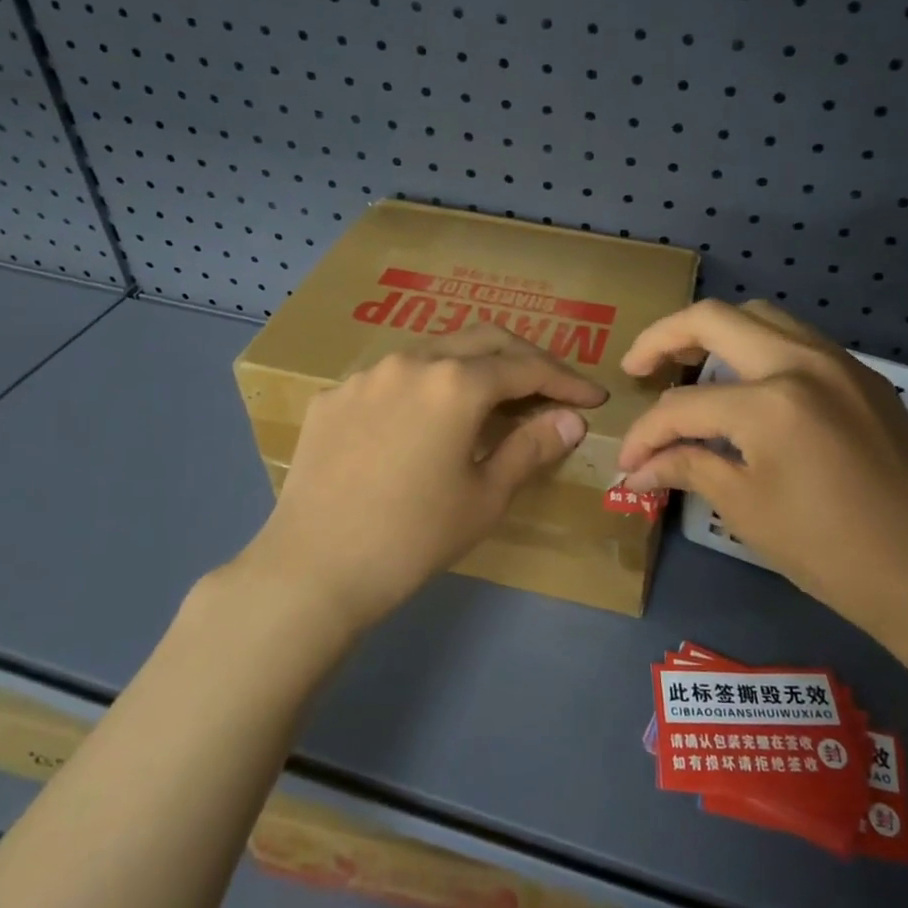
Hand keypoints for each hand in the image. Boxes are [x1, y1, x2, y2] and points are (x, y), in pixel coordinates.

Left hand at [245, 324, 606, 634]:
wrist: (314, 568)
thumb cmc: (414, 537)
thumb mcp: (485, 497)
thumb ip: (531, 447)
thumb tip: (571, 419)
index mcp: (456, 383)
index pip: (526, 368)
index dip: (566, 380)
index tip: (593, 398)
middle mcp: (412, 360)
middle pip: (484, 339)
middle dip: (524, 357)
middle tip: (550, 386)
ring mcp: (367, 374)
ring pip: (435, 350)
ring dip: (472, 365)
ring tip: (490, 398)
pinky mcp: (334, 395)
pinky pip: (392, 376)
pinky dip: (424, 386)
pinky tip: (423, 420)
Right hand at [616, 300, 907, 642]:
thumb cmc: (832, 552)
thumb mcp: (746, 510)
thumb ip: (687, 469)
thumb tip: (637, 468)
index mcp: (772, 401)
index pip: (683, 404)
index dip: (645, 433)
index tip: (627, 461)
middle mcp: (805, 362)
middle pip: (716, 318)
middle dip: (664, 338)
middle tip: (638, 369)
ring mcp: (841, 363)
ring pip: (762, 317)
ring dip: (715, 333)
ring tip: (688, 366)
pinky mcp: (865, 378)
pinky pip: (798, 340)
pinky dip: (758, 348)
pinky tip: (746, 386)